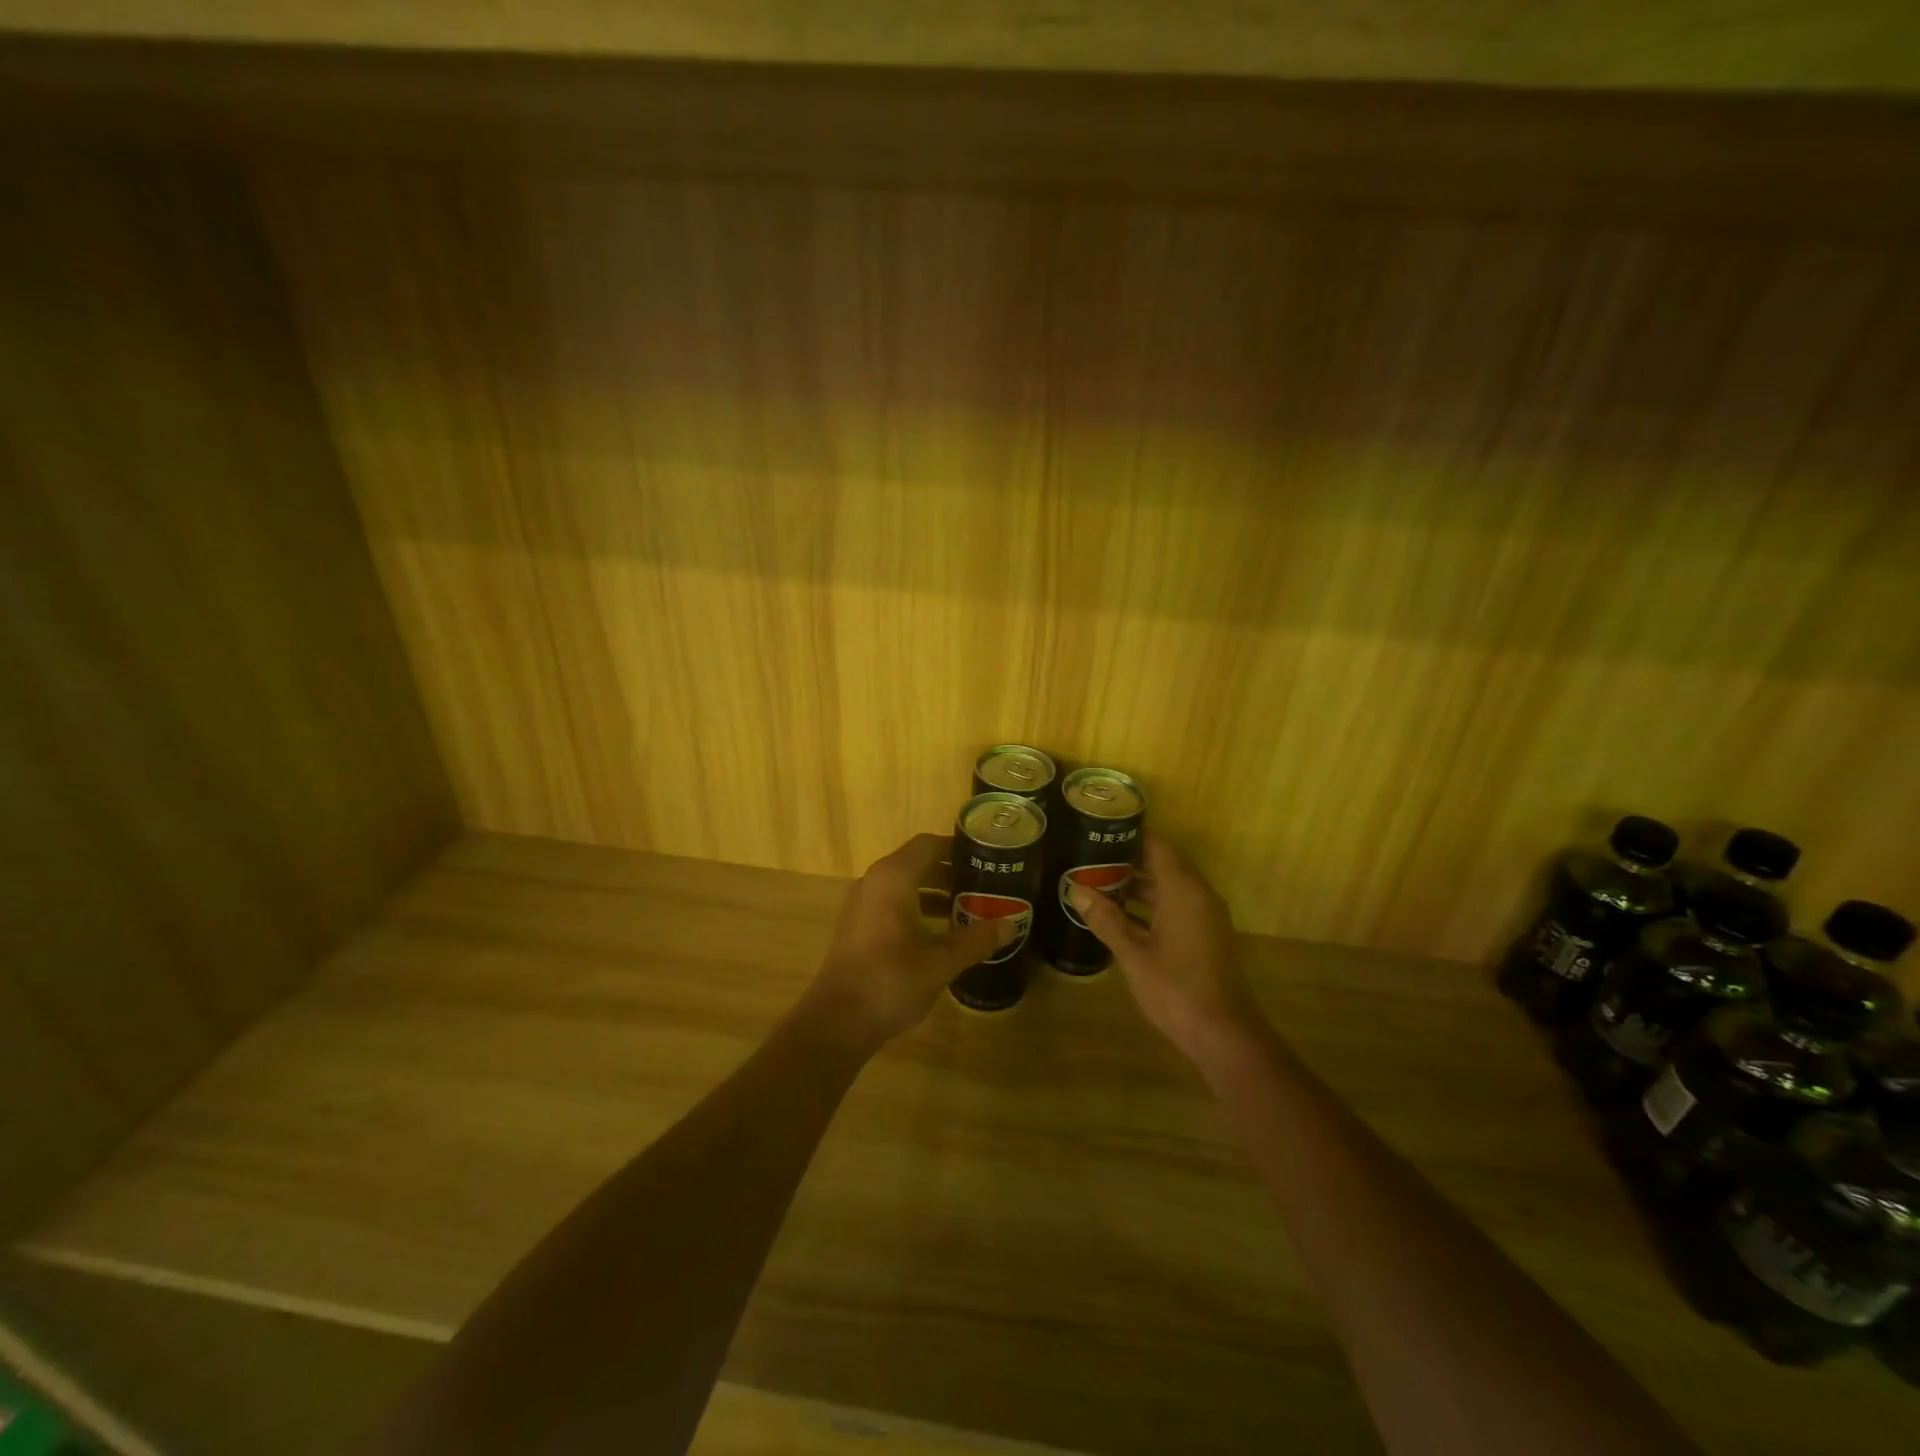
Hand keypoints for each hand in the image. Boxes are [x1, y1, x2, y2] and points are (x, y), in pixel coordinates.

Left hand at [799, 833, 1012, 1054]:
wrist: (837, 1021)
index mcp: (893, 878)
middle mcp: (874, 882)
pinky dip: (918, 908)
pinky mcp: (858, 926)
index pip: (929, 845)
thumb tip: (1011, 925)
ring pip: (905, 885)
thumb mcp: (942, 961)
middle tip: (985, 884)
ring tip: (970, 908)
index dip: (958, 848)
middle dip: (951, 872)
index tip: (987, 858)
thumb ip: (977, 939)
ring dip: (935, 892)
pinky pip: (893, 903)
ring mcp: (862, 904)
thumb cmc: (891, 980)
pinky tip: (941, 932)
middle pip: (917, 863)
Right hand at [1067, 832, 1262, 1061]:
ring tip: (1098, 881)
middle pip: (1164, 864)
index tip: (1101, 828)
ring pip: (1169, 888)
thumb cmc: (1175, 987)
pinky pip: (1175, 906)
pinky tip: (1120, 915)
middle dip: (1128, 860)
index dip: (1131, 834)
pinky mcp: (1204, 936)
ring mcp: (1204, 917)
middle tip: (1091, 855)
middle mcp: (1199, 896)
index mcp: (1184, 890)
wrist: (1222, 1034)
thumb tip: (1075, 889)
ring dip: (1138, 885)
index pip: (1158, 846)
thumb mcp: (1133, 953)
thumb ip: (1105, 919)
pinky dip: (1150, 905)